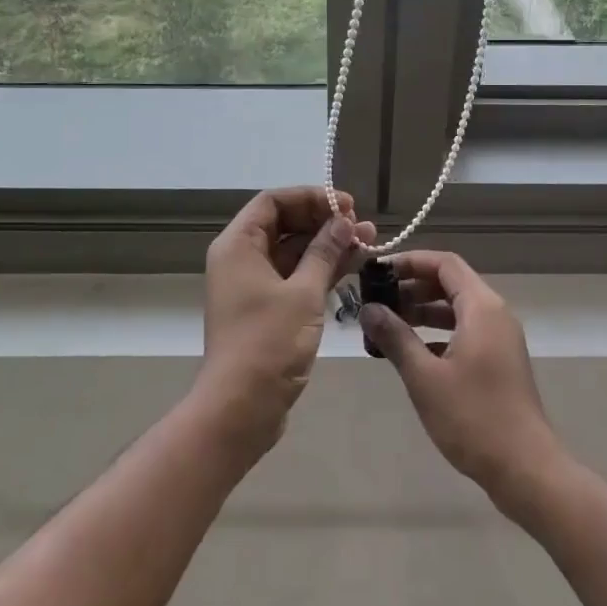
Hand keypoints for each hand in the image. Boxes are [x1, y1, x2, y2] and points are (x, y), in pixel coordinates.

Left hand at [196, 186, 372, 457]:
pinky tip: (354, 265)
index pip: (273, 201)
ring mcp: (253, 285)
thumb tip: (343, 221)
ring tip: (368, 241)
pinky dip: (321, 269)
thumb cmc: (268, 343)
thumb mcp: (303, 293)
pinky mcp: (266, 308)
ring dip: (328, 245)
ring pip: (293, 250)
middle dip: (324, 221)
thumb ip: (325, 251)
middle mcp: (241, 259)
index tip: (345, 204)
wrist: (241, 408)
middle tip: (360, 224)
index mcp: (238, 245)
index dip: (310, 197)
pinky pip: (295, 275)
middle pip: (284, 223)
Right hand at [359, 250, 561, 502]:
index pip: (444, 263)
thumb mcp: (425, 377)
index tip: (379, 271)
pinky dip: (438, 333)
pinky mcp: (500, 360)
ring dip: (424, 311)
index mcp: (481, 307)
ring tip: (388, 324)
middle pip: (450, 283)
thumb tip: (368, 309)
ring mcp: (500, 338)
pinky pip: (465, 330)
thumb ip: (395, 337)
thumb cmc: (473, 417)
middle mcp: (495, 313)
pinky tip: (413, 353)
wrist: (525, 468)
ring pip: (457, 309)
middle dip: (413, 287)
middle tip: (377, 300)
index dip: (410, 261)